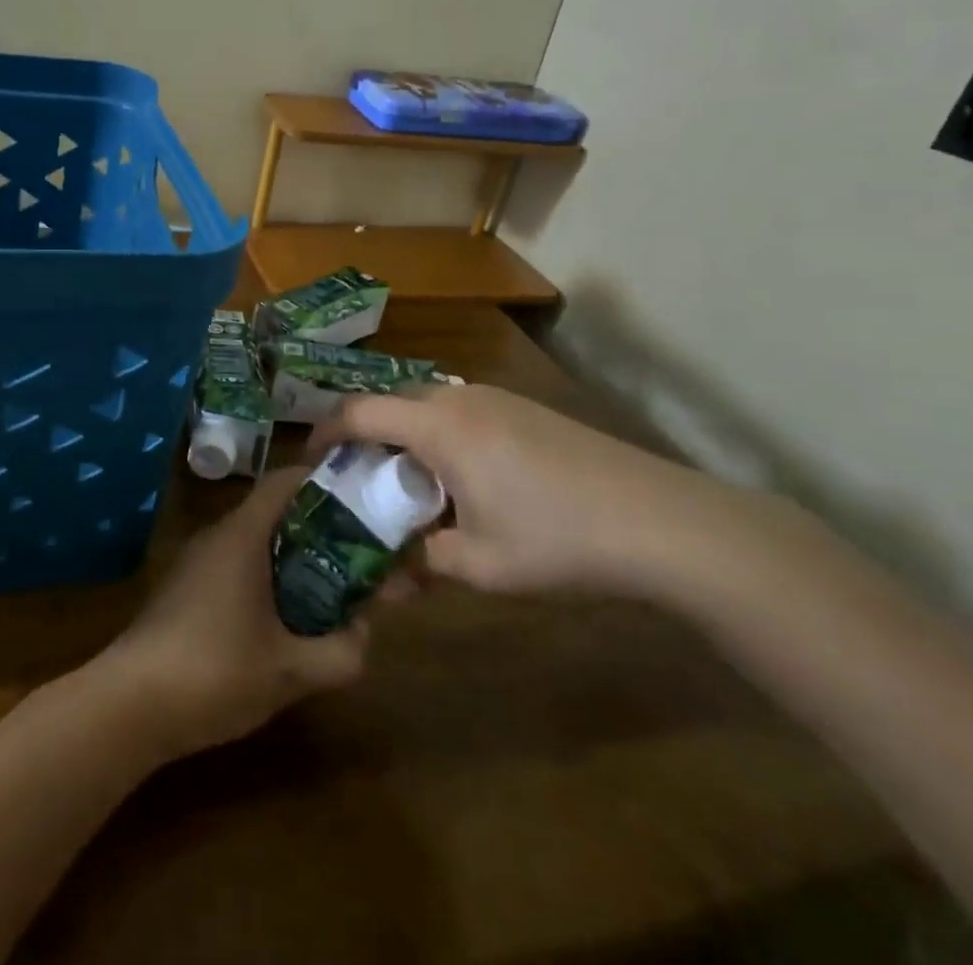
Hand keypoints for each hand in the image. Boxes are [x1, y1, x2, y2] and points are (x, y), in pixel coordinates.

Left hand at [96, 467, 370, 759]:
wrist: (129, 705)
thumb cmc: (214, 672)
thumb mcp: (291, 671)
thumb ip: (340, 652)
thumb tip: (365, 633)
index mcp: (241, 536)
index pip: (284, 481)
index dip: (322, 480)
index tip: (360, 497)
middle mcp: (216, 537)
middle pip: (272, 512)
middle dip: (317, 529)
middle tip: (357, 554)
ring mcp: (195, 563)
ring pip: (253, 543)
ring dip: (291, 559)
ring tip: (330, 588)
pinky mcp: (183, 591)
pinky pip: (234, 567)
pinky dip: (264, 579)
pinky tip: (282, 621)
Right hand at [313, 383, 722, 597]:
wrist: (662, 521)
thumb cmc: (558, 540)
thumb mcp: (481, 565)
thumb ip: (424, 564)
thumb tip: (394, 574)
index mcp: (439, 427)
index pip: (359, 413)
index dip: (325, 432)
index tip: (309, 461)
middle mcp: (461, 399)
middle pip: (392, 402)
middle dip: (366, 434)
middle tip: (360, 478)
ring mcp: (499, 399)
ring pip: (429, 404)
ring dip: (408, 435)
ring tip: (413, 483)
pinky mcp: (528, 409)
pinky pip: (463, 411)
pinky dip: (442, 435)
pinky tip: (467, 480)